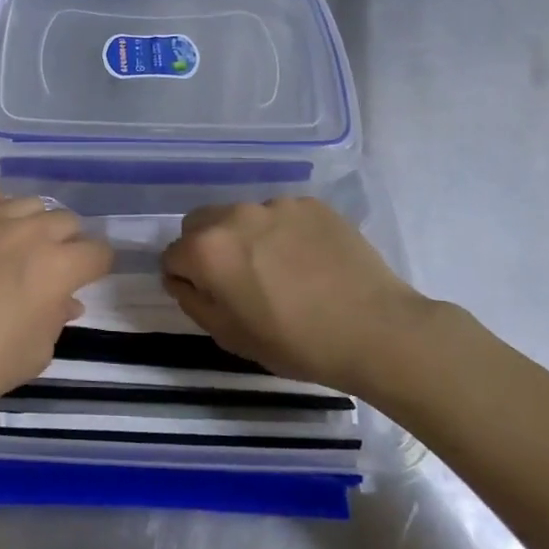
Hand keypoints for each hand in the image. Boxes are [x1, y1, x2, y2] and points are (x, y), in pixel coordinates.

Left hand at [0, 179, 112, 422]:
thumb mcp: (33, 355)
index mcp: (56, 268)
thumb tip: (65, 300)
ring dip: (29, 224)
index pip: (98, 252)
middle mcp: (27, 232)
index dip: (95, 267)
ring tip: (10, 245)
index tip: (84, 278)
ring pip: (27, 203)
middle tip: (46, 266)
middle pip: (66, 221)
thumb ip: (56, 319)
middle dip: (65, 243)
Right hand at [160, 197, 434, 394]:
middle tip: (239, 281)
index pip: (172, 255)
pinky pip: (281, 215)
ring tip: (280, 271)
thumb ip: (193, 302)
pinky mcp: (311, 204)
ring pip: (241, 217)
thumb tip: (182, 279)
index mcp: (207, 250)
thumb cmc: (296, 343)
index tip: (209, 298)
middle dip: (207, 248)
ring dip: (246, 238)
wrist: (377, 330)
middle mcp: (234, 215)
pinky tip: (308, 261)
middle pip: (200, 224)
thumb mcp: (230, 337)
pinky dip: (283, 233)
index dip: (185, 279)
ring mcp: (276, 205)